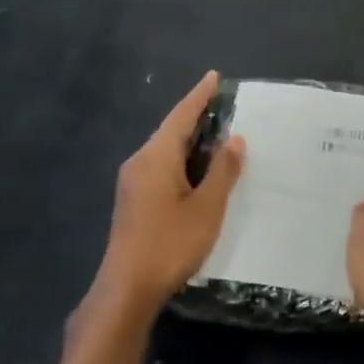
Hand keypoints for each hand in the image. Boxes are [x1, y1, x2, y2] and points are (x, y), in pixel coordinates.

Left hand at [92, 70, 244, 312]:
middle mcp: (140, 163)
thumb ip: (222, 171)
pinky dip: (183, 162)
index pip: (181, 116)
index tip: (215, 77)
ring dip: (191, 142)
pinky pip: (161, 168)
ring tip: (219, 138)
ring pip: (165, 151)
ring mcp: (133, 183)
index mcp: (156, 157)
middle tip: (225, 108)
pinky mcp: (134, 201)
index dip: (199, 96)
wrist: (128, 286)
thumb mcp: (207, 207)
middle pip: (171, 131)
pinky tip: (199, 172)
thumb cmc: (170, 243)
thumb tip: (235, 139)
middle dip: (197, 118)